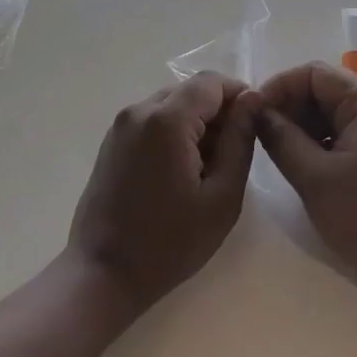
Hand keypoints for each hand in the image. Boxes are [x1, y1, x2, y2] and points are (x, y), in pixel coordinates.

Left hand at [67, 71, 256, 315]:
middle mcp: (140, 110)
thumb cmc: (169, 243)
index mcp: (167, 119)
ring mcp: (121, 124)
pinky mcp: (112, 140)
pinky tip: (179, 172)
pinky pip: (152, 119)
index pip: (212, 82)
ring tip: (206, 169)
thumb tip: (252, 100)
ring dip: (195, 123)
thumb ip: (240, 141)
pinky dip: (172, 132)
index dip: (239, 96)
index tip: (254, 125)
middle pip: (190, 91)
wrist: (102, 274)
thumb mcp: (221, 197)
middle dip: (218, 113)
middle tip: (233, 154)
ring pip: (172, 104)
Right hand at [254, 62, 356, 313]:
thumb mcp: (314, 178)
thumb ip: (280, 138)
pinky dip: (318, 143)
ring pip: (330, 114)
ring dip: (301, 126)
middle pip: (322, 90)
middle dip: (288, 107)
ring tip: (275, 151)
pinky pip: (342, 134)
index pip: (313, 73)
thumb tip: (255, 111)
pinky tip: (300, 165)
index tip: (252, 114)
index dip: (279, 87)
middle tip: (259, 135)